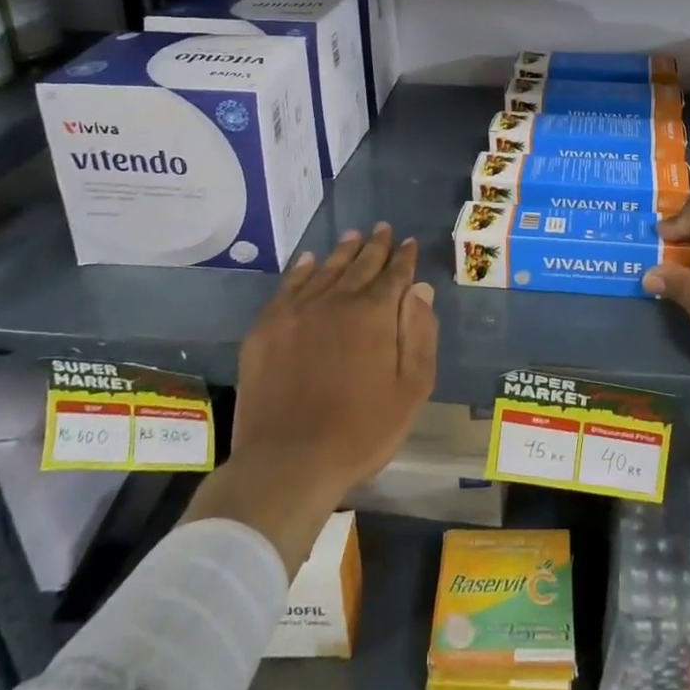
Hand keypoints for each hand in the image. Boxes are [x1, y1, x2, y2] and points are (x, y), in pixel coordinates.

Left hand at [183, 224, 438, 572]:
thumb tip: (420, 289)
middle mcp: (338, 300)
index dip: (404, 257)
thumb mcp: (411, 388)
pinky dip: (302, 269)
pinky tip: (309, 261)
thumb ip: (419, 334)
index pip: (394, 274)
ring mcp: (299, 310)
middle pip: (361, 264)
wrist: (288, 461)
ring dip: (343, 251)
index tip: (410, 242)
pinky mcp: (268, 327)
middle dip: (376, 245)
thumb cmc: (361, 430)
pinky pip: (289, 286)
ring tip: (353, 235)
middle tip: (383, 228)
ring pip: (327, 269)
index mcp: (375, 313)